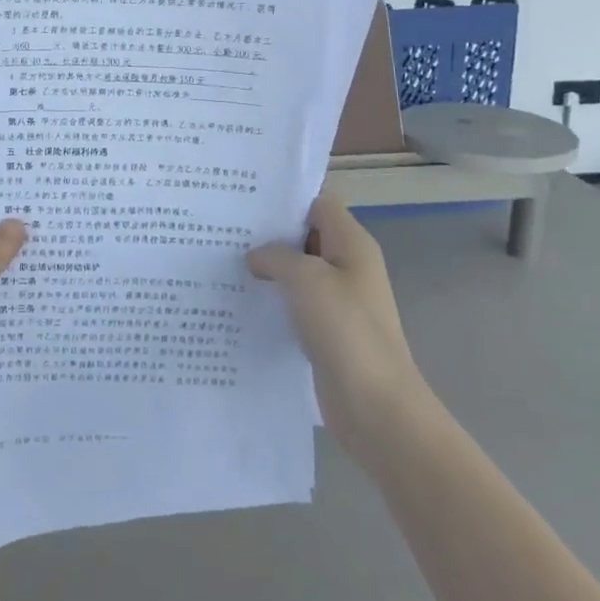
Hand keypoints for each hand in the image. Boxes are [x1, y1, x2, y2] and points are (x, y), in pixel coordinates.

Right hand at [248, 194, 419, 443]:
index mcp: (352, 243)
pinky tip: (240, 298)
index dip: (285, 195)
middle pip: (305, 233)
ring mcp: (338, 300)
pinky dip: (272, 297)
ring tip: (223, 257)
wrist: (376, 406)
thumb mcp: (306, 278)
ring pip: (297, 269)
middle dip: (269, 230)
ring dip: (267, 266)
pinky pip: (295, 302)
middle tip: (224, 224)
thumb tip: (256, 256)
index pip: (318, 201)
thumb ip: (277, 256)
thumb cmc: (345, 330)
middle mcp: (348, 265)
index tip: (245, 194)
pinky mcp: (326, 330)